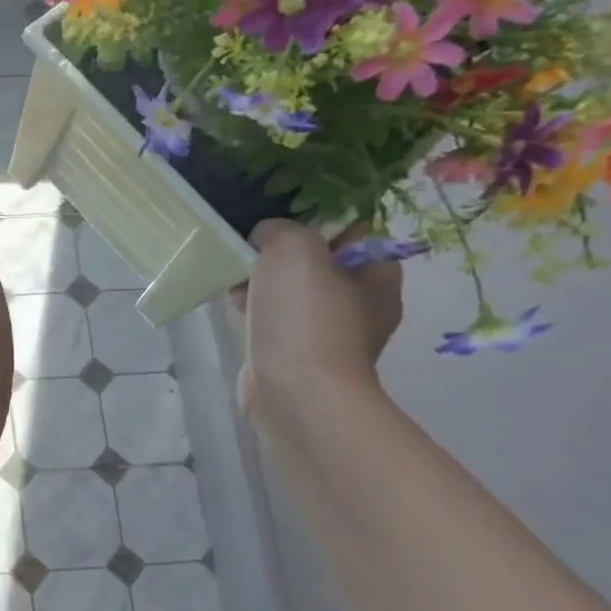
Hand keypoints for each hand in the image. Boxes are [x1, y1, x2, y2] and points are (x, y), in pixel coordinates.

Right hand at [233, 220, 400, 426]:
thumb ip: (280, 229)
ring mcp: (328, 331)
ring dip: (260, 279)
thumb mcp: (294, 248)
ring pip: (289, 288)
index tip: (279, 218)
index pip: (353, 229)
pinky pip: (273, 317)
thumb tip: (264, 239)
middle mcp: (361, 302)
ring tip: (234, 277)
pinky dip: (253, 308)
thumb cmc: (305, 317)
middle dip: (278, 251)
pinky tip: (232, 305)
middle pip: (316, 258)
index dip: (316, 216)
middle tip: (250, 249)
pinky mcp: (296, 353)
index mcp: (378, 274)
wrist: (295, 394)